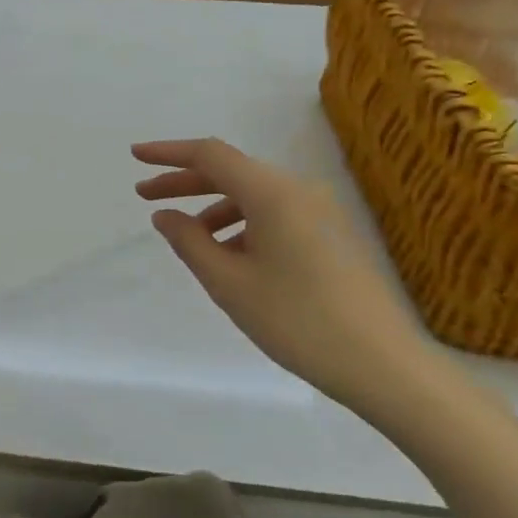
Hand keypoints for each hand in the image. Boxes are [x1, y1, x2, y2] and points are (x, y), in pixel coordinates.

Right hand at [133, 139, 429, 412]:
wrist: (383, 364)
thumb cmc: (297, 320)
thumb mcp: (229, 283)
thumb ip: (190, 242)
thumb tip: (164, 215)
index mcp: (273, 193)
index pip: (211, 155)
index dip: (169, 153)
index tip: (135, 157)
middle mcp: (299, 190)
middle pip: (232, 172)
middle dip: (186, 182)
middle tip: (146, 196)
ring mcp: (320, 211)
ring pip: (254, 195)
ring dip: (214, 207)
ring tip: (187, 238)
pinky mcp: (331, 233)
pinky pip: (275, 213)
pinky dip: (243, 224)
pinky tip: (230, 257)